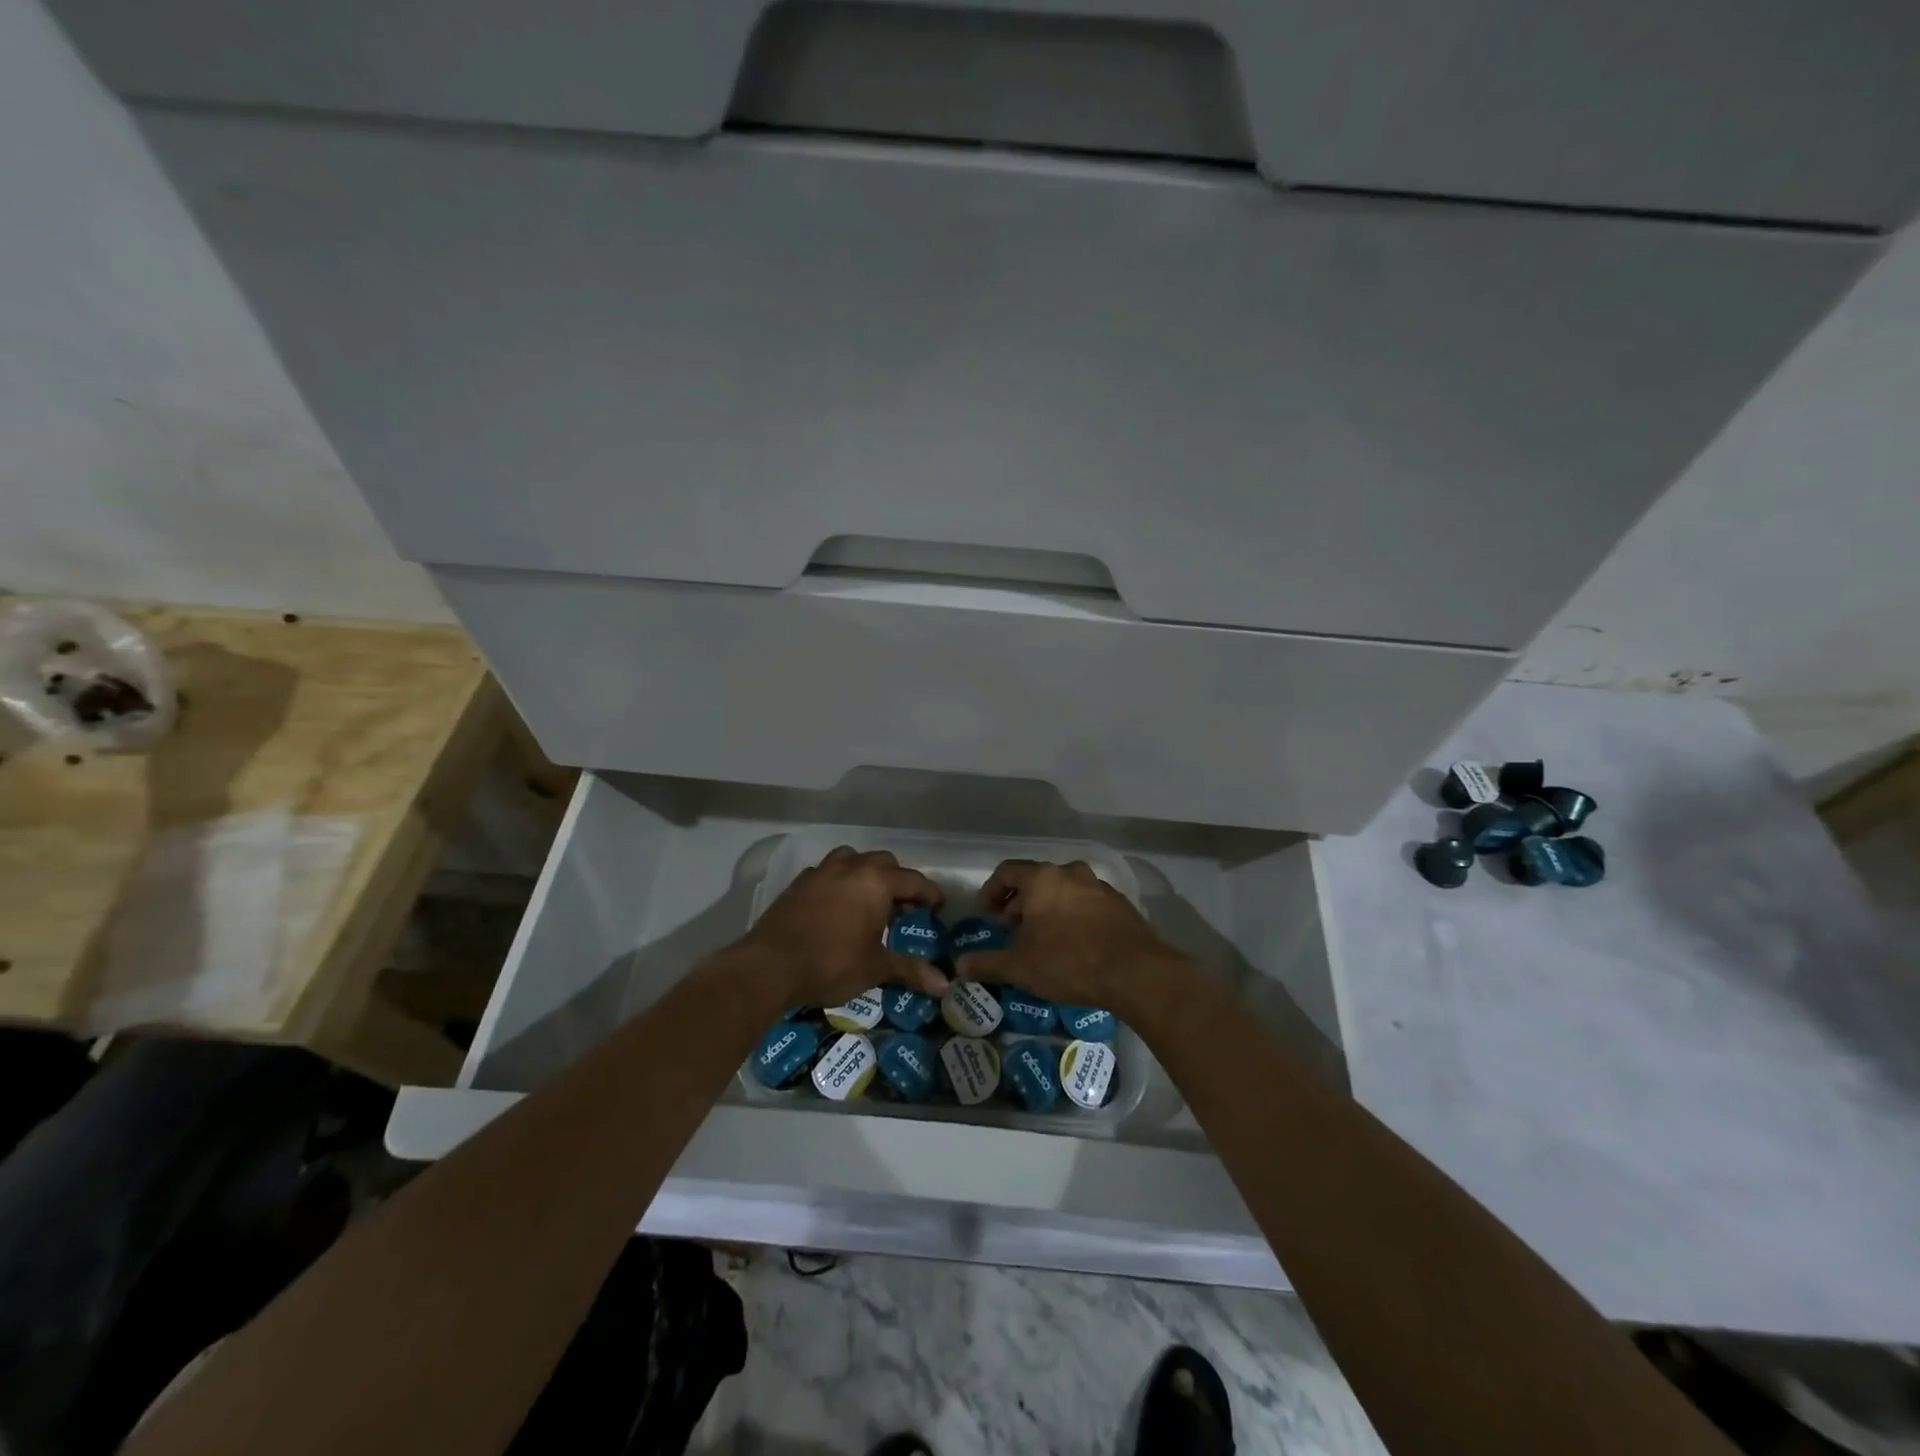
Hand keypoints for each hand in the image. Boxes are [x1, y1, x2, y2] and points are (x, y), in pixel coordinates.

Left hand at [738, 847, 948, 1004]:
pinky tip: (836, 906)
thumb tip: (945, 985)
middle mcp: (851, 867)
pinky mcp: (799, 883)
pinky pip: (827, 872)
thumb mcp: (875, 968)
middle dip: (899, 881)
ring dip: (866, 874)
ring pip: (853, 859)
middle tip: (904, 908)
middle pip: (885, 862)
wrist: (769, 966)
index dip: (930, 894)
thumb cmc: (830, 964)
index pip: (914, 881)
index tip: (938, 908)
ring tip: (869, 901)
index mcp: (876, 882)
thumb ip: (910, 970)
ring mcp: (821, 871)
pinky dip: (839, 882)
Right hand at [954, 859, 1180, 1009]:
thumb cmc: (1068, 961)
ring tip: (1041, 940)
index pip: (1006, 872)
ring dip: (1047, 910)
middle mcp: (1070, 873)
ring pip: (1062, 891)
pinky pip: (1086, 904)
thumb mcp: (1020, 966)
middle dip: (1018, 904)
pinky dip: (1072, 917)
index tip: (985, 916)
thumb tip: (959, 965)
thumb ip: (987, 962)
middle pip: (1035, 880)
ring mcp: (1099, 887)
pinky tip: (1073, 945)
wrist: (1135, 972)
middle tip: (1011, 932)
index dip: (990, 892)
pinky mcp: (1120, 905)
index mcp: (1042, 878)